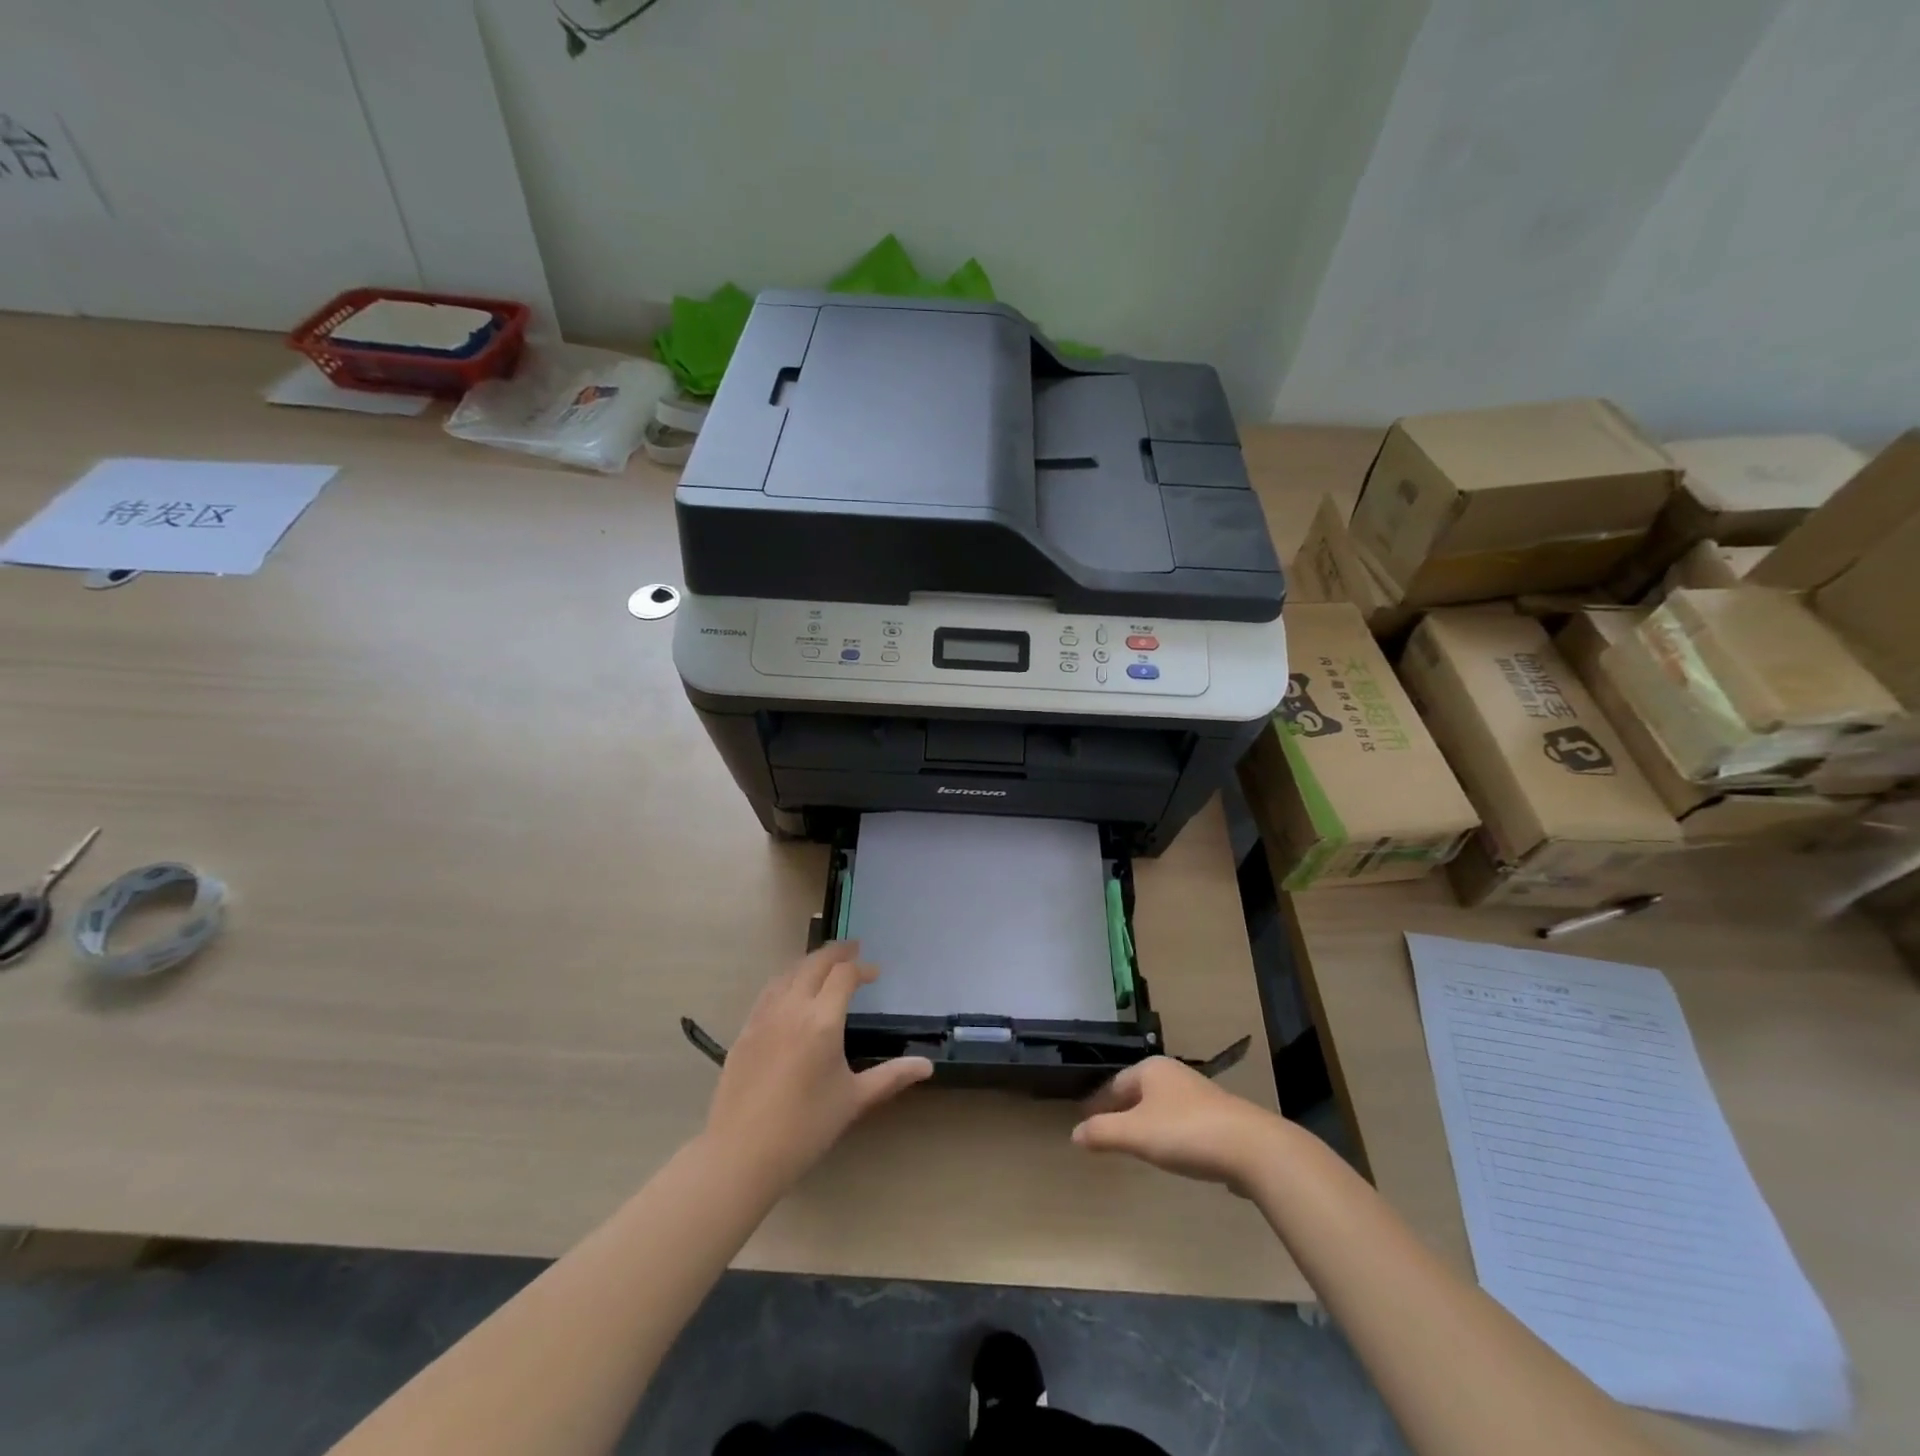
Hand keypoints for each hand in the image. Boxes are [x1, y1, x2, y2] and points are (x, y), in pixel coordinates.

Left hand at [703, 941, 932, 1194]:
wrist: (740, 1154)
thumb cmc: (805, 1128)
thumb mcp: (853, 1100)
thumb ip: (891, 1077)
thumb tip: (927, 1066)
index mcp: (822, 1021)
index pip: (844, 975)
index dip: (862, 968)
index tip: (875, 973)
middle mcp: (792, 1008)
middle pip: (814, 963)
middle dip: (836, 953)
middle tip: (853, 949)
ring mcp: (763, 1017)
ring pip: (788, 973)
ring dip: (810, 962)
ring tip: (824, 964)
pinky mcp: (745, 1031)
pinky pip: (769, 991)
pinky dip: (787, 979)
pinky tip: (791, 991)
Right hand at [1071, 1057, 1283, 1194]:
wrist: (1252, 1148)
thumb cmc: (1185, 1133)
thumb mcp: (1136, 1134)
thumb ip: (1103, 1133)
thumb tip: (1075, 1134)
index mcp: (1151, 1069)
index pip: (1114, 1084)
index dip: (1098, 1104)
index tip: (1085, 1123)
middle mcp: (1174, 1074)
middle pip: (1137, 1092)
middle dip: (1121, 1111)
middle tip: (1106, 1133)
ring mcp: (1199, 1094)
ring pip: (1161, 1106)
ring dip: (1146, 1122)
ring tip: (1135, 1144)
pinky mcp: (1219, 1118)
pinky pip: (1182, 1122)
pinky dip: (1169, 1133)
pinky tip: (1172, 1153)